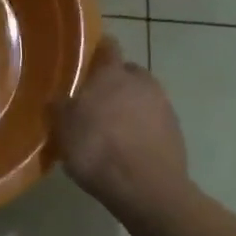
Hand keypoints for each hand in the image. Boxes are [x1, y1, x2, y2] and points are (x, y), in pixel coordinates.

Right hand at [48, 36, 190, 217]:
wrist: (147, 190)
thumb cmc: (98, 149)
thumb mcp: (63, 128)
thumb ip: (59, 106)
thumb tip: (59, 98)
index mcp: (112, 74)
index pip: (108, 46)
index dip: (98, 50)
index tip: (86, 59)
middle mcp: (141, 82)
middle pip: (127, 73)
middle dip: (114, 83)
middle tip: (95, 101)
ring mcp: (164, 106)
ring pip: (142, 97)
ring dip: (130, 107)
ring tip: (112, 129)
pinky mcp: (176, 132)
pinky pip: (154, 122)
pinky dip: (143, 129)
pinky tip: (129, 149)